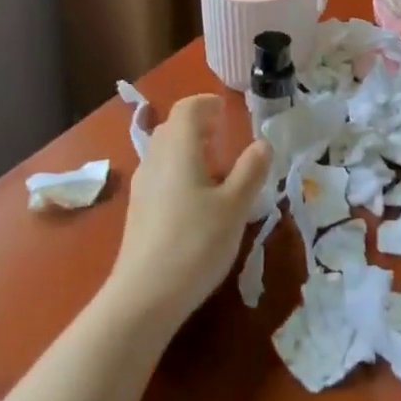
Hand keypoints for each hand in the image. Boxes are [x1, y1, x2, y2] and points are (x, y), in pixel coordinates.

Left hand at [103, 95, 269, 328]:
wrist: (145, 296)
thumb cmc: (195, 243)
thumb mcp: (234, 207)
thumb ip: (250, 171)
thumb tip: (263, 143)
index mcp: (178, 149)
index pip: (187, 109)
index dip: (207, 104)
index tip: (227, 111)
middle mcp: (154, 159)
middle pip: (173, 129)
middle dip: (198, 127)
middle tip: (224, 139)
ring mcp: (141, 186)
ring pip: (164, 153)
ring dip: (189, 151)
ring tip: (216, 172)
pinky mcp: (137, 211)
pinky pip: (160, 175)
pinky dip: (179, 173)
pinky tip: (197, 202)